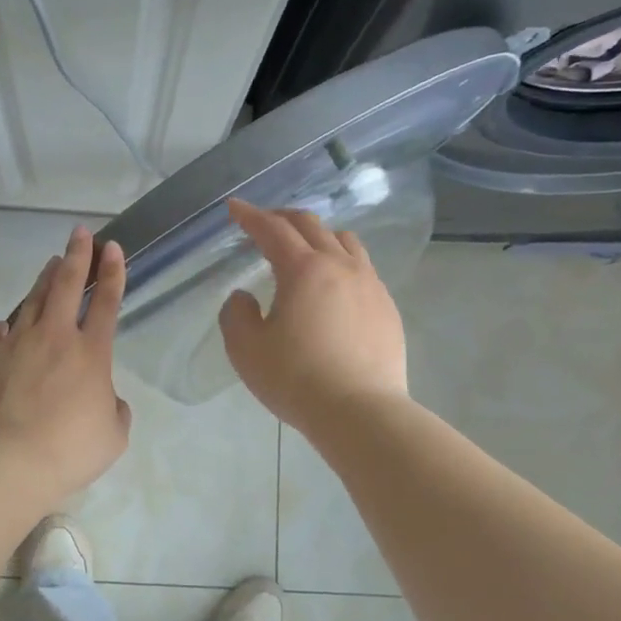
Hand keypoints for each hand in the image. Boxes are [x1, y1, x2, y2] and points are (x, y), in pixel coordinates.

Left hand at [0, 226, 131, 498]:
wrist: (11, 461)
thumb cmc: (71, 450)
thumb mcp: (114, 435)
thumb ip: (115, 409)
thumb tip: (108, 399)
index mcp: (92, 353)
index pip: (107, 302)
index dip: (112, 272)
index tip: (113, 248)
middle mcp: (56, 337)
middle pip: (68, 284)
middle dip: (78, 255)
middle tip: (81, 233)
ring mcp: (17, 343)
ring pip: (33, 300)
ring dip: (45, 279)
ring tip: (52, 263)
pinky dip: (5, 326)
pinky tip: (6, 327)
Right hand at [218, 198, 407, 431]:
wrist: (360, 412)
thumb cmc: (296, 379)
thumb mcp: (246, 350)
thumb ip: (235, 314)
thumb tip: (245, 297)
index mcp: (303, 270)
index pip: (272, 229)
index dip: (250, 216)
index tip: (234, 207)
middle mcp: (341, 266)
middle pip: (311, 226)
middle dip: (283, 218)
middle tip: (264, 223)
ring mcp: (370, 285)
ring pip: (345, 241)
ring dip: (318, 235)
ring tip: (304, 248)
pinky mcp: (387, 307)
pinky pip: (363, 268)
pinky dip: (341, 262)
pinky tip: (334, 286)